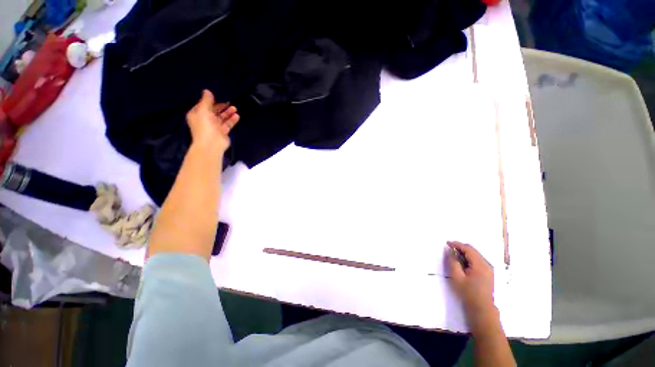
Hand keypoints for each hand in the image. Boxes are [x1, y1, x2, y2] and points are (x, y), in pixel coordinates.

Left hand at [186, 89, 239, 152]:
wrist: (211, 144)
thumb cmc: (204, 126)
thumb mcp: (203, 110)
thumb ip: (206, 100)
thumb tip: (207, 91)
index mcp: (197, 114)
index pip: (204, 105)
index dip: (211, 101)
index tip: (218, 96)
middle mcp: (205, 120)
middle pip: (214, 111)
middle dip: (222, 107)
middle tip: (229, 102)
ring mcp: (214, 126)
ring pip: (222, 117)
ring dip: (228, 113)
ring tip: (235, 108)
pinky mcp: (223, 132)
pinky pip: (228, 124)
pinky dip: (232, 120)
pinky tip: (237, 116)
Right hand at [446, 241, 494, 316]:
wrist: (482, 308)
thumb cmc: (468, 292)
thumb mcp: (457, 277)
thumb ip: (453, 262)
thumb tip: (451, 251)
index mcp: (480, 264)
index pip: (468, 249)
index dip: (457, 244)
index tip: (447, 243)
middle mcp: (487, 264)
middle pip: (473, 251)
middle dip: (461, 248)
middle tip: (450, 249)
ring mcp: (489, 269)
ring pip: (475, 255)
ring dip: (465, 253)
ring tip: (455, 256)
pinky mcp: (488, 273)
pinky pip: (478, 260)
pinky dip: (469, 258)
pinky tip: (463, 263)